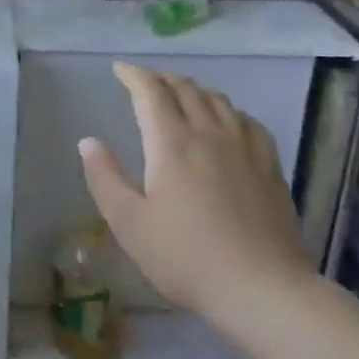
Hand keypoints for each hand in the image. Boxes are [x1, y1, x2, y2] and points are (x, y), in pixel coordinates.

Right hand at [78, 63, 311, 316]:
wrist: (262, 289)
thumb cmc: (186, 258)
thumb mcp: (130, 223)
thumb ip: (104, 178)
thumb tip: (88, 141)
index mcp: (171, 143)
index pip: (151, 92)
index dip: (134, 75)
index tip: (119, 69)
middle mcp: (209, 134)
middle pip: (186, 89)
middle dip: (162, 79)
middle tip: (146, 81)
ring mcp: (245, 148)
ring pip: (218, 101)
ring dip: (194, 90)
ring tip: (182, 95)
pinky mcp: (270, 167)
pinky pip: (248, 122)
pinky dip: (228, 111)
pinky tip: (228, 122)